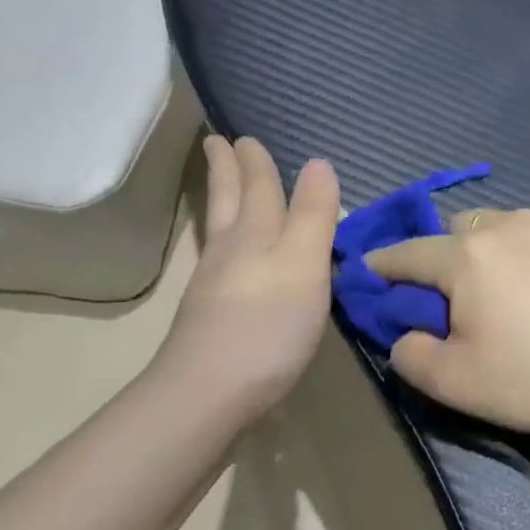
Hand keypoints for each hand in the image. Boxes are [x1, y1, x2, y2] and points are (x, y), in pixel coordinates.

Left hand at [159, 136, 340, 422]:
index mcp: (255, 233)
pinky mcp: (211, 317)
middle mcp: (231, 251)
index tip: (243, 136)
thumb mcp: (304, 264)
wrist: (210, 393)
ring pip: (220, 230)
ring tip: (220, 185)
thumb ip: (313, 216)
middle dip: (226, 171)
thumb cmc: (268, 325)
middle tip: (217, 143)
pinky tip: (230, 256)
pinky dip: (225, 243)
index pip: (258, 187)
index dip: (256, 162)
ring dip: (220, 201)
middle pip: (228, 201)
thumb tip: (318, 163)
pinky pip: (220, 261)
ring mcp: (215, 285)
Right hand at [365, 209, 529, 450]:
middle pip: (460, 229)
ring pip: (509, 228)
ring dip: (497, 251)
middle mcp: (512, 227)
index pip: (409, 252)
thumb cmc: (528, 382)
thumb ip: (408, 353)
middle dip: (447, 254)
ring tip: (513, 293)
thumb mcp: (450, 382)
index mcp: (469, 256)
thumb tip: (406, 334)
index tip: (371, 271)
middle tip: (458, 295)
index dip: (384, 264)